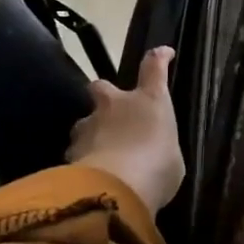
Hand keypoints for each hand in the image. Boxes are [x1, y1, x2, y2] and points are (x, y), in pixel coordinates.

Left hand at [66, 46, 184, 215]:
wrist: (115, 191)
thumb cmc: (156, 170)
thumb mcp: (172, 161)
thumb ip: (161, 150)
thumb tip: (154, 153)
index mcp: (149, 100)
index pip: (154, 67)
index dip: (159, 57)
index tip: (163, 53)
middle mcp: (116, 104)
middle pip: (102, 87)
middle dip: (104, 96)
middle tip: (111, 114)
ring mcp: (90, 125)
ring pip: (85, 122)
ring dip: (91, 133)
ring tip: (99, 155)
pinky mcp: (71, 150)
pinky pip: (76, 151)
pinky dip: (82, 161)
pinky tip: (88, 178)